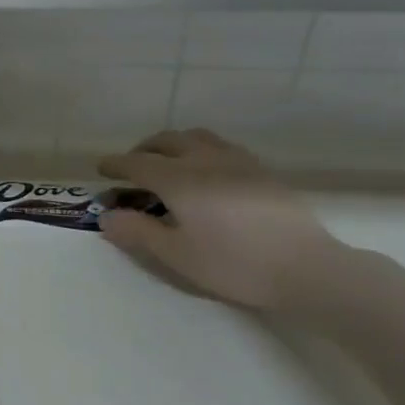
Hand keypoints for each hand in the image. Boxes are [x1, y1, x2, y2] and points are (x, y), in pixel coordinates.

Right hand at [97, 129, 342, 310]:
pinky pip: (221, 147)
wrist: (303, 267)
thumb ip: (138, 232)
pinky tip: (206, 173)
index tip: (101, 169)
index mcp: (179, 179)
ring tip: (167, 163)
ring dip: (173, 144)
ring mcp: (238, 162)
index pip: (138, 163)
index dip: (116, 165)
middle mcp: (206, 160)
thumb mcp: (176, 254)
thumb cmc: (232, 263)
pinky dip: (200, 150)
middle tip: (131, 166)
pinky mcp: (261, 171)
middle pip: (168, 141)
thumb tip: (106, 217)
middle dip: (143, 149)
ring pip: (197, 137)